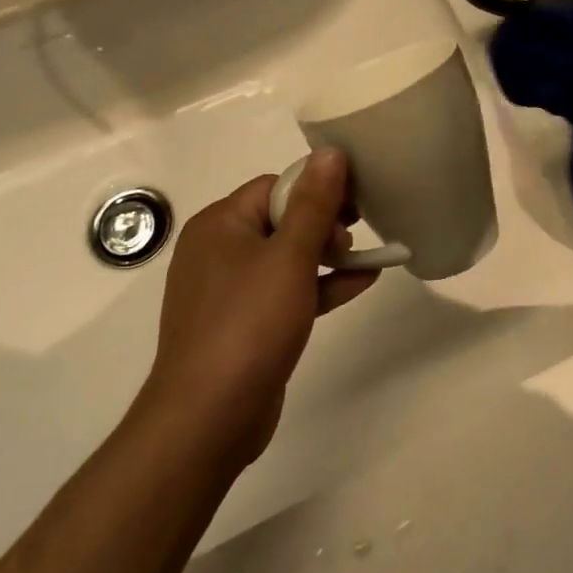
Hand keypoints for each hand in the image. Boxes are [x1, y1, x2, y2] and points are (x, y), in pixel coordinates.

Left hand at [131, 151, 374, 473]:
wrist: (207, 420)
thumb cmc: (248, 325)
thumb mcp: (289, 257)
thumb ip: (314, 204)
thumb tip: (330, 152)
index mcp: (220, 224)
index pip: (275, 186)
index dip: (316, 190)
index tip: (353, 205)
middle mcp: (218, 250)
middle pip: (280, 218)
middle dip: (323, 223)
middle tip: (357, 234)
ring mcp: (229, 291)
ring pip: (286, 257)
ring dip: (326, 255)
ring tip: (365, 257)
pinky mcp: (243, 325)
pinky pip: (285, 291)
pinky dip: (319, 285)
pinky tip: (363, 283)